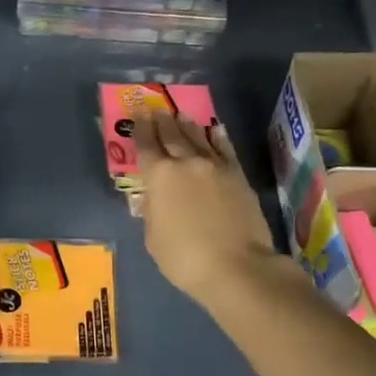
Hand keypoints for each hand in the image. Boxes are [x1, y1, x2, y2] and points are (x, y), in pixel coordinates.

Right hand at [133, 110, 281, 307]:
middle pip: (172, 136)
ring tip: (181, 115)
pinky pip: (225, 149)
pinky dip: (218, 138)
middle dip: (162, 122)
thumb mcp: (153, 238)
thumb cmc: (184, 257)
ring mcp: (215, 167)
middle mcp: (186, 163)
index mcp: (159, 176)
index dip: (140, 130)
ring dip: (187, 125)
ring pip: (198, 138)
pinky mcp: (238, 176)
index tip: (138, 115)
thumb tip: (156, 198)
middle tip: (157, 109)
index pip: (146, 146)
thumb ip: (153, 211)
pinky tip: (215, 130)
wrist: (236, 266)